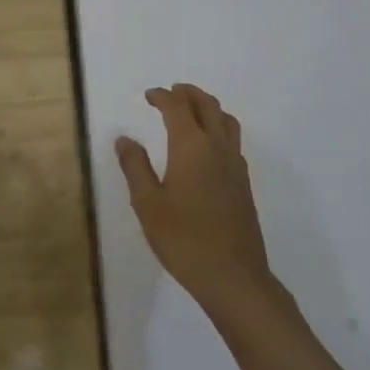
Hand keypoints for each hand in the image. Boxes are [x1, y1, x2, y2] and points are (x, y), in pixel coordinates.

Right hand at [116, 83, 273, 312]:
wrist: (234, 277)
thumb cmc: (184, 239)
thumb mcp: (148, 204)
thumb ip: (136, 167)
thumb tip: (125, 139)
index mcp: (191, 146)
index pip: (178, 107)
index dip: (162, 96)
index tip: (149, 95)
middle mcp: (217, 147)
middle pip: (207, 106)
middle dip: (188, 94)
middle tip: (171, 92)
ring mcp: (235, 165)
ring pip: (226, 120)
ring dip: (208, 107)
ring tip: (192, 110)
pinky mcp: (244, 183)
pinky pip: (233, 140)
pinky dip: (219, 128)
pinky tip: (208, 146)